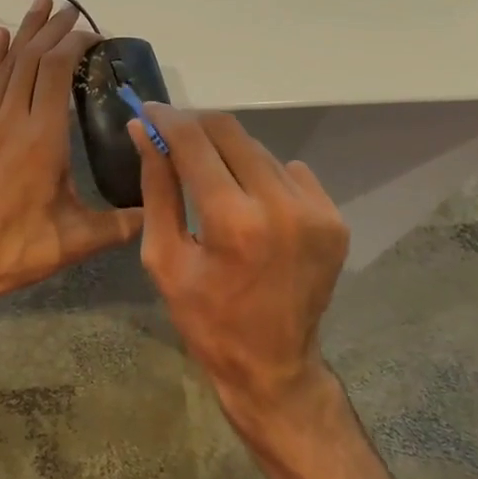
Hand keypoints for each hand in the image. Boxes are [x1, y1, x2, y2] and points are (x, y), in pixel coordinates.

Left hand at [0, 0, 142, 309]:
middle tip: (70, 8)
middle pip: (32, 60)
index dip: (74, 44)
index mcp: (42, 138)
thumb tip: (157, 213)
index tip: (93, 34)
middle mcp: (11, 120)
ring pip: (5, 66)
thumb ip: (120, 225)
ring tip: (39, 6)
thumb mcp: (75, 241)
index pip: (58, 71)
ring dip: (24, 34)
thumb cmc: (14, 251)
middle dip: (52, 30)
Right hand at [129, 105, 349, 422]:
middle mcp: (281, 206)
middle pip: (232, 133)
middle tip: (173, 135)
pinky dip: (264, 176)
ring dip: (230, 153)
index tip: (148, 111)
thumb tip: (143, 132)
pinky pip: (291, 173)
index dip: (167, 120)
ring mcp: (316, 211)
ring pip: (261, 151)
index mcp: (233, 221)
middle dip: (196, 127)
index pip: (194, 142)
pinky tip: (250, 202)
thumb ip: (157, 188)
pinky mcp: (334, 219)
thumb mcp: (165, 258)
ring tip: (210, 175)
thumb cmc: (206, 320)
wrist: (273, 366)